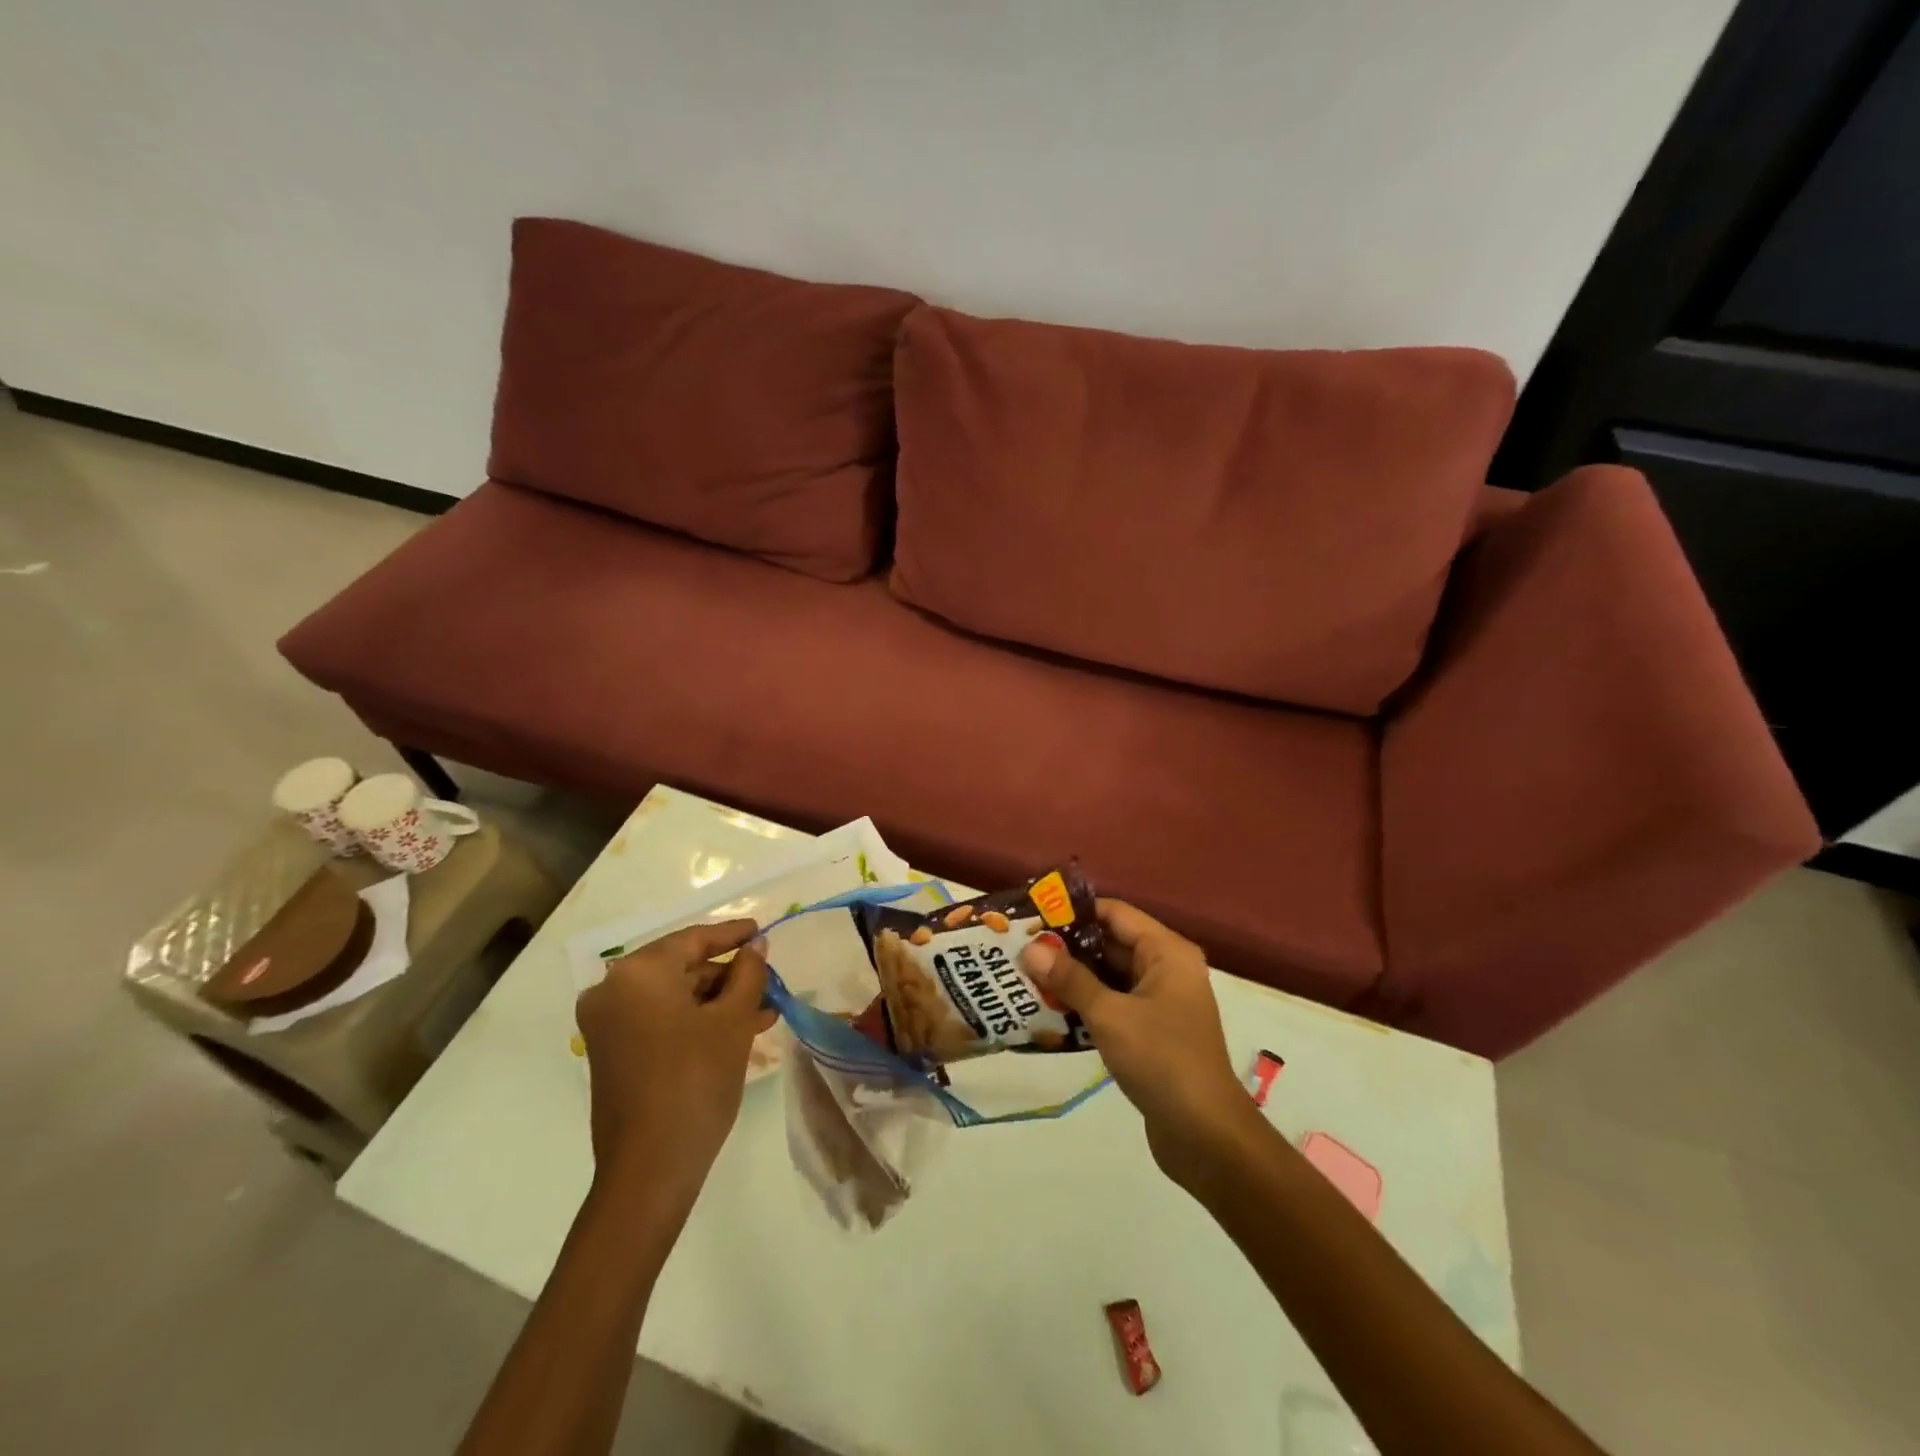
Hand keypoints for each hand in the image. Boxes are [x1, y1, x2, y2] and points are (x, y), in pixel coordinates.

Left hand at [575, 919, 775, 1201]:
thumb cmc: (695, 1081)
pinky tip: (739, 1030)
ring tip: (765, 1010)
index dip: (732, 934)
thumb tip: (756, 946)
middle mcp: (613, 990)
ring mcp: (608, 1024)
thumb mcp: (733, 1021)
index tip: (762, 929)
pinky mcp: (613, 1052)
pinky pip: (661, 1020)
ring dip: (718, 1000)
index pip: (693, 939)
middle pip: (682, 967)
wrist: (649, 1170)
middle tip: (769, 979)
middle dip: (729, 974)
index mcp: (638, 974)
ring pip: (675, 996)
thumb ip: (748, 973)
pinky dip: (697, 1020)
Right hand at [1020, 900, 1255, 1187]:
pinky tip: (1049, 1011)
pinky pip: (1114, 1004)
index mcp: (1166, 952)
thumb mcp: (1110, 1015)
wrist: (1206, 1135)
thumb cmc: (1162, 1060)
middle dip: (1067, 947)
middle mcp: (1166, 969)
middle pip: (1111, 943)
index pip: (1114, 913)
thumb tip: (1030, 949)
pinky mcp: (1152, 1032)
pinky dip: (1086, 1005)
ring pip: (1109, 977)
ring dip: (1072, 978)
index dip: (1074, 913)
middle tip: (1020, 947)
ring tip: (1025, 976)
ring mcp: (1161, 1002)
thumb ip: (1070, 979)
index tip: (1032, 917)